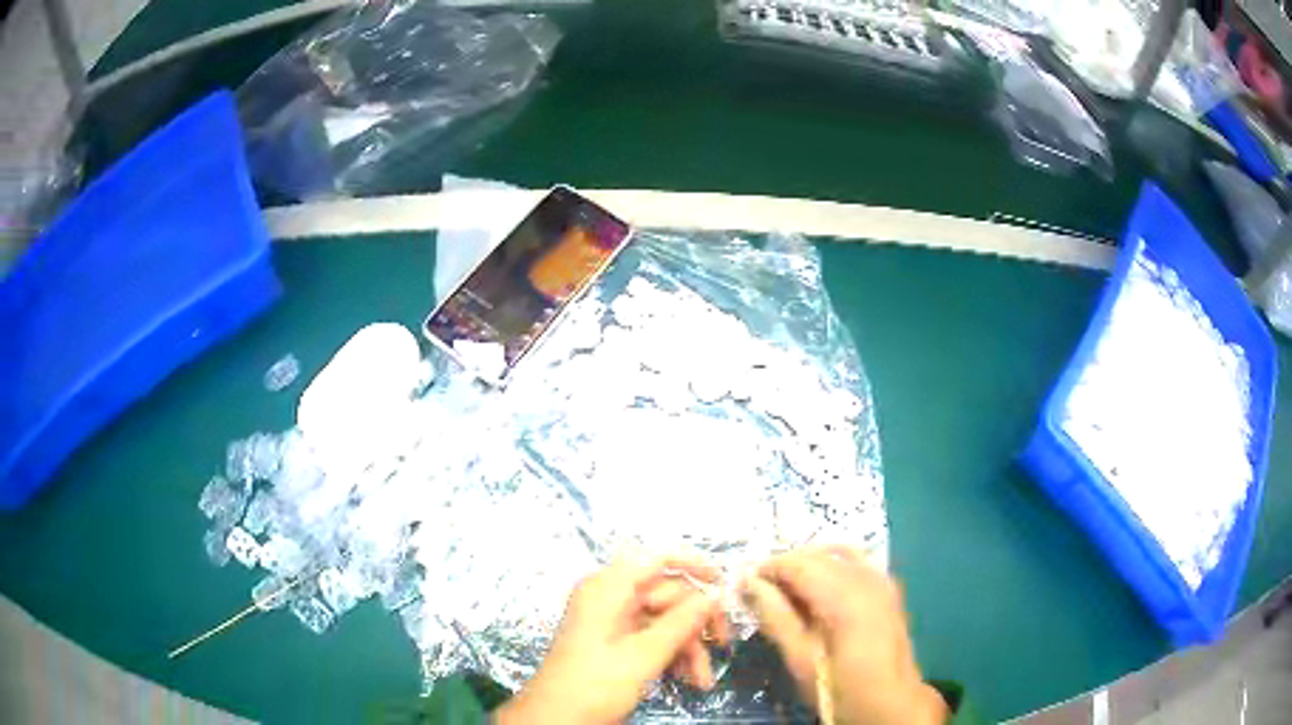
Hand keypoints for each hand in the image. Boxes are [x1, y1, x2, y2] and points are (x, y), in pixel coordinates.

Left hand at [495, 555, 729, 724]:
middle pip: (667, 594)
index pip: (656, 559)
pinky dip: (672, 655)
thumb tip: (715, 595)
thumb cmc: (595, 684)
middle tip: (724, 643)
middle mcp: (610, 598)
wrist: (556, 720)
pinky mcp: (615, 644)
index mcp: (608, 589)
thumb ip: (683, 622)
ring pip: (665, 620)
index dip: (693, 564)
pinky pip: (653, 638)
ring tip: (703, 680)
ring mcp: (612, 622)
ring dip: (688, 646)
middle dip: (696, 623)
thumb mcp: (644, 655)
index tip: (724, 583)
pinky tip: (688, 679)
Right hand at [743, 546, 946, 724]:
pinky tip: (818, 590)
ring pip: (838, 553)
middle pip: (818, 554)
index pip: (798, 564)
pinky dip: (832, 566)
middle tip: (760, 588)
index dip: (768, 567)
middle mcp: (866, 577)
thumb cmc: (839, 687)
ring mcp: (882, 579)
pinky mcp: (889, 588)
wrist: (890, 702)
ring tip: (786, 588)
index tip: (743, 581)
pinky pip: (855, 562)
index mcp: (844, 595)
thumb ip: (776, 617)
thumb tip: (751, 584)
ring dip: (809, 564)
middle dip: (786, 565)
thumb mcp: (800, 659)